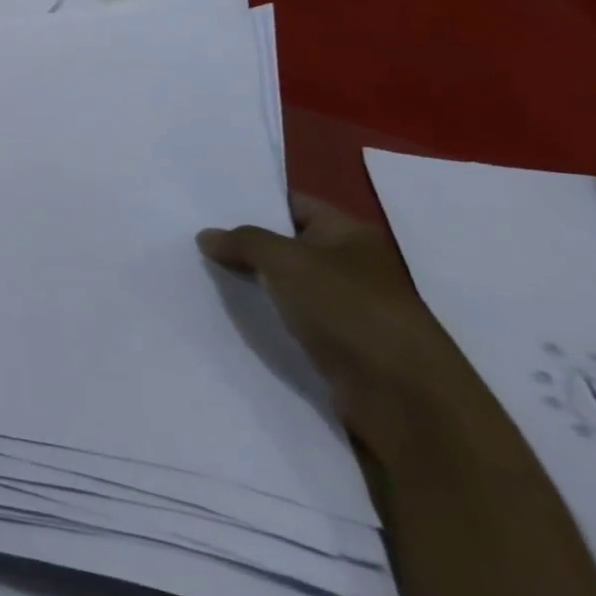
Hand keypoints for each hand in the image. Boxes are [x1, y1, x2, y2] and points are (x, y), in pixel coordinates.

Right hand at [197, 196, 476, 453]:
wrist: (401, 395)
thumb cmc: (348, 309)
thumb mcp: (287, 260)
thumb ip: (244, 242)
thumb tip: (207, 235)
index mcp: (351, 233)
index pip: (294, 203)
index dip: (254, 200)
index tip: (207, 202)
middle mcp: (351, 264)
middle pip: (287, 243)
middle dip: (245, 243)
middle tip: (194, 236)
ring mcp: (346, 305)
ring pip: (285, 282)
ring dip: (251, 280)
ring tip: (201, 270)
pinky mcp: (337, 342)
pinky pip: (290, 316)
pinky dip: (264, 313)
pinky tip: (228, 310)